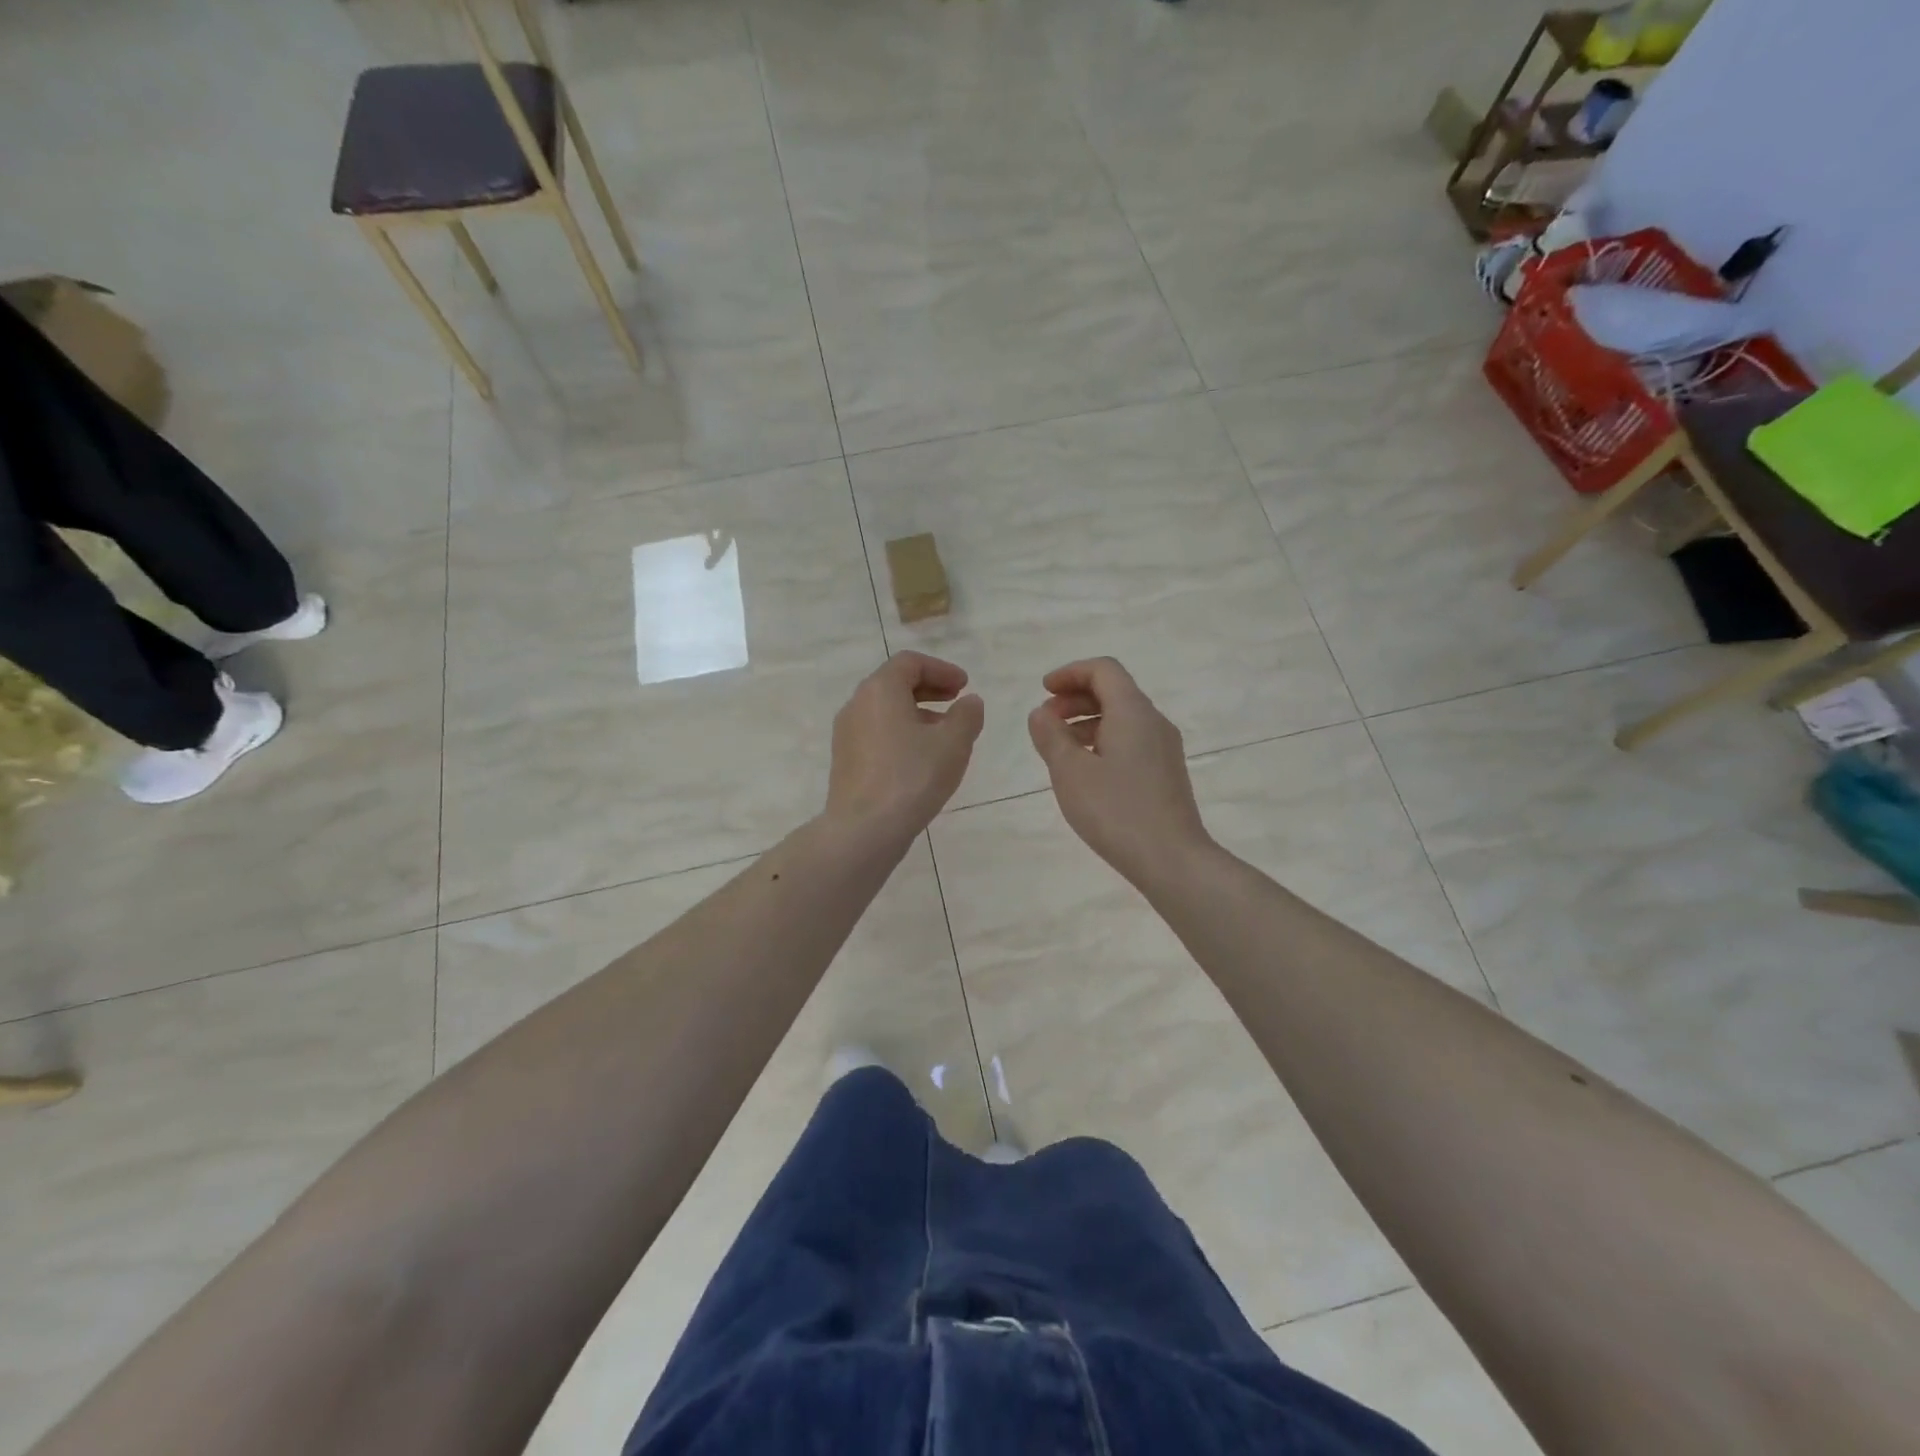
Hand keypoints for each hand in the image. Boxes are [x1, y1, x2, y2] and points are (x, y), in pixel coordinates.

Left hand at [826, 651, 984, 841]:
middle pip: (894, 683)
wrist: (865, 829)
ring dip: (917, 712)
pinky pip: (877, 733)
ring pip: (885, 710)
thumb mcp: (953, 743)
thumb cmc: (912, 777)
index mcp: (880, 690)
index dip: (942, 669)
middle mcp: (857, 704)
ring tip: (945, 733)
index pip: (910, 663)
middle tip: (957, 701)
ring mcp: (846, 734)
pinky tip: (921, 757)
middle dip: (929, 689)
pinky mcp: (845, 760)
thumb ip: (967, 715)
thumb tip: (970, 702)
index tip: (965, 686)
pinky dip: (901, 732)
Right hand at [1026, 657, 1212, 885]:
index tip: (1044, 690)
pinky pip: (1131, 740)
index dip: (1070, 673)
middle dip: (1076, 697)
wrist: (1172, 860)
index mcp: (1133, 712)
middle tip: (1046, 719)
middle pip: (1114, 691)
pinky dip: (1103, 741)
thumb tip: (1041, 713)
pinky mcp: (1165, 773)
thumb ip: (1051, 736)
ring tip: (1059, 747)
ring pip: (1123, 718)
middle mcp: (1154, 722)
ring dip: (1087, 721)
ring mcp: (1164, 749)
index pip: (1104, 670)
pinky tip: (1085, 770)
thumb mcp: (1070, 772)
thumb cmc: (1116, 811)